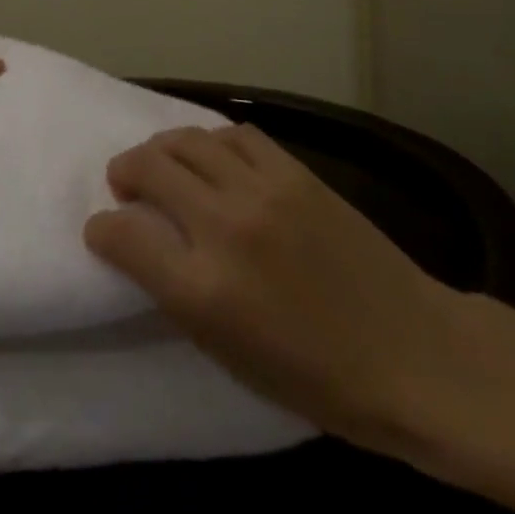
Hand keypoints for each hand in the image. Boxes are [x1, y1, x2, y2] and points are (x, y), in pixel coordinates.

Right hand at [82, 124, 456, 456]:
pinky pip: (235, 135)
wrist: (413, 355)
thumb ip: (176, 294)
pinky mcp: (295, 172)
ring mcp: (262, 191)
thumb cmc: (317, 379)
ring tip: (163, 165)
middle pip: (148, 168)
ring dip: (161, 149)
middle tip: (125, 186)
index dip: (101, 229)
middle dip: (123, 172)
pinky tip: (213, 158)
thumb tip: (142, 246)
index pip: (121, 235)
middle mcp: (225, 228)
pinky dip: (211, 141)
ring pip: (186, 140)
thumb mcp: (228, 355)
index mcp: (203, 291)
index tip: (103, 231)